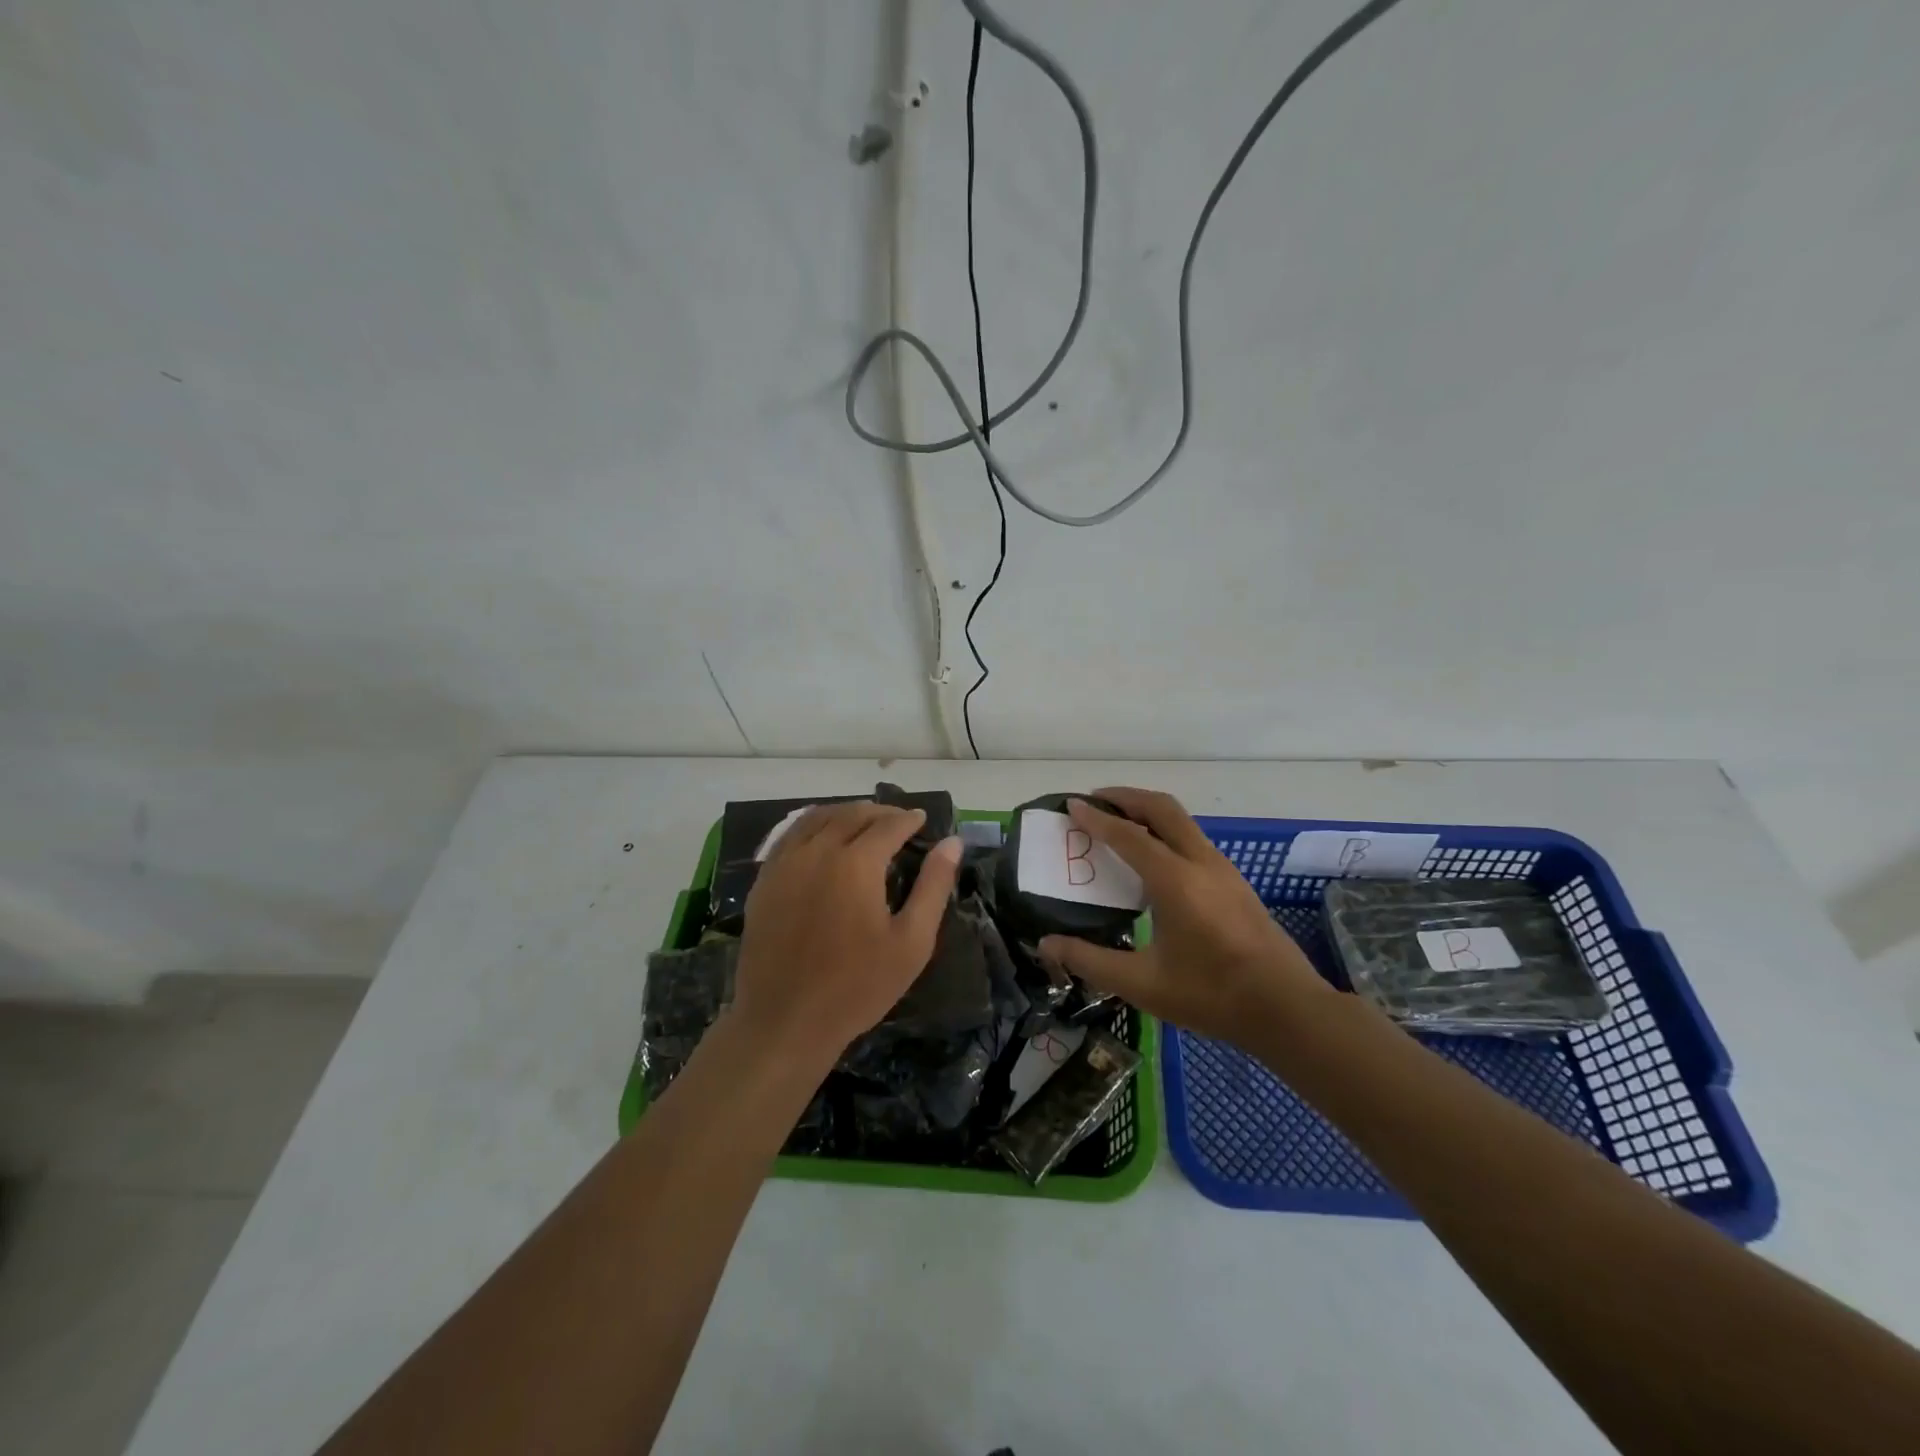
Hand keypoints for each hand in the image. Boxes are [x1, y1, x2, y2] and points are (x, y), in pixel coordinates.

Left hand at [731, 801, 961, 1070]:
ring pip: (817, 818)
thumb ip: (933, 886)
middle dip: (880, 812)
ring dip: (845, 813)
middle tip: (898, 820)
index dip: (909, 819)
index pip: (888, 824)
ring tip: (863, 822)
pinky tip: (822, 838)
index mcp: (856, 863)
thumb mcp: (912, 942)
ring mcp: (785, 864)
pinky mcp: (764, 880)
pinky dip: (813, 825)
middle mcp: (818, 851)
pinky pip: (790, 836)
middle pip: (852, 814)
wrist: (785, 1021)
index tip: (923, 820)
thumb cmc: (857, 986)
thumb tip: (952, 842)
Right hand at [1038, 788, 1331, 1043]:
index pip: (1128, 836)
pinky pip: (1193, 839)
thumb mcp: (1143, 984)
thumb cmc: (1212, 995)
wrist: (1287, 1008)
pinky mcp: (1235, 882)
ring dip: (1147, 812)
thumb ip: (1091, 961)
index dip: (1096, 818)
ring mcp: (1223, 869)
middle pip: (1161, 808)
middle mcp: (1200, 863)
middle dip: (1126, 797)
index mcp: (1175, 881)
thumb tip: (1046, 944)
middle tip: (1095, 801)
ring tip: (1118, 824)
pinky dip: (1165, 831)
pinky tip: (1153, 860)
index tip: (1071, 805)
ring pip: (1181, 821)